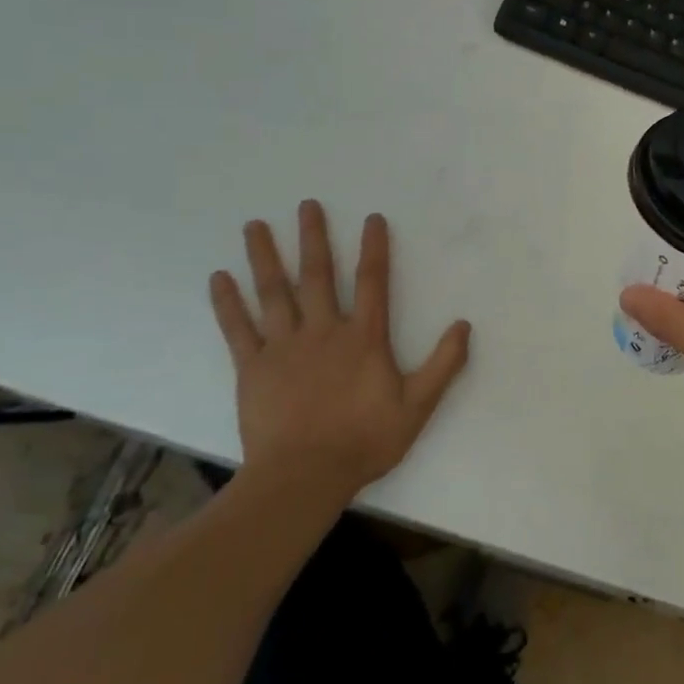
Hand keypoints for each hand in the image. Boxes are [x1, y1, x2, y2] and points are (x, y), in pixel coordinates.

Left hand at [210, 202, 470, 504]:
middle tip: (306, 205)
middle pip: (317, 276)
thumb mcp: (418, 405)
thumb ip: (443, 364)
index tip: (372, 218)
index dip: (374, 248)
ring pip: (273, 293)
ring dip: (264, 257)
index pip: (372, 282)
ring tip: (254, 225)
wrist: (303, 478)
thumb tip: (464, 324)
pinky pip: (237, 329)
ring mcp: (283, 348)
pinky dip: (228, 303)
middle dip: (313, 238)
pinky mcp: (252, 369)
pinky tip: (219, 278)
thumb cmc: (364, 440)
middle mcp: (323, 332)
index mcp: (363, 338)